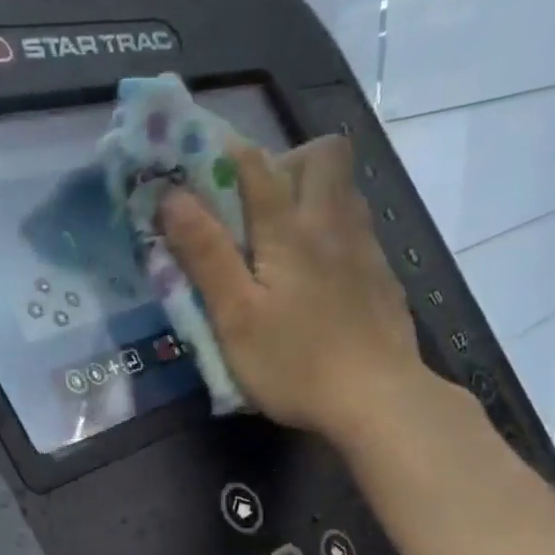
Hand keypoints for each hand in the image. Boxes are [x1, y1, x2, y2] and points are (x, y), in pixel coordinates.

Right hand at [157, 135, 444, 442]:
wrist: (377, 400)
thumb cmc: (294, 363)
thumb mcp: (235, 317)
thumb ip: (206, 255)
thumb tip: (171, 197)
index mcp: (289, 231)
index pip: (255, 165)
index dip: (222, 155)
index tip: (196, 169)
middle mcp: (332, 224)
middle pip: (322, 155)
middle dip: (285, 163)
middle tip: (254, 208)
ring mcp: (366, 250)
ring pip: (345, 192)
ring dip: (313, 196)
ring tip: (283, 241)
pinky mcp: (382, 279)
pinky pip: (358, 231)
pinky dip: (333, 235)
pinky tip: (318, 279)